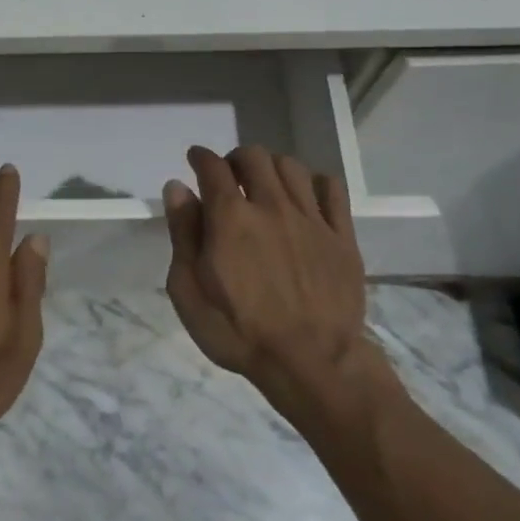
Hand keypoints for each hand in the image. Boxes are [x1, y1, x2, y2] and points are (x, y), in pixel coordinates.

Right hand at [163, 145, 383, 414]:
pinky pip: (331, 188)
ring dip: (271, 167)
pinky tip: (304, 196)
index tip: (195, 159)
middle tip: (229, 177)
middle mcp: (271, 206)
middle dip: (235, 159)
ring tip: (265, 186)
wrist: (311, 363)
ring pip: (291, 166)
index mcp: (230, 218)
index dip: (200, 157)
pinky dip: (314, 182)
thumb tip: (177, 188)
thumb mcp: (188, 291)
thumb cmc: (238, 332)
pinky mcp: (341, 235)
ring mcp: (311, 218)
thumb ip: (182, 234)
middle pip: (254, 157)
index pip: (213, 167)